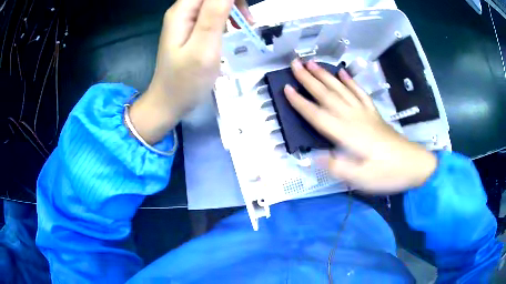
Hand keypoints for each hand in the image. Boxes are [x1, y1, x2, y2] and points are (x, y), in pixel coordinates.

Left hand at [129, 0, 239, 144]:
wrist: (168, 104)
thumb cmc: (185, 81)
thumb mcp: (203, 47)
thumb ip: (215, 14)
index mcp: (182, 11)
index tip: (245, 11)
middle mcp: (182, 11)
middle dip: (234, 1)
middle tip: (248, 21)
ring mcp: (186, 20)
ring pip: (215, 2)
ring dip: (233, 8)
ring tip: (245, 26)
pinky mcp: (191, 29)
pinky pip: (213, 13)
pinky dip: (227, 17)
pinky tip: (233, 30)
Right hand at [284, 59, 436, 192]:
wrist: (413, 164)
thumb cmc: (387, 174)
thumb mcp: (361, 179)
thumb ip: (338, 166)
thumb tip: (315, 156)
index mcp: (348, 134)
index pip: (318, 115)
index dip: (300, 102)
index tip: (285, 88)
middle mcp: (354, 118)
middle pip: (328, 95)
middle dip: (309, 79)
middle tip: (294, 64)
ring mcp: (365, 113)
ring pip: (341, 89)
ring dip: (325, 75)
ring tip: (312, 63)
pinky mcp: (374, 113)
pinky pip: (360, 93)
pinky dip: (350, 81)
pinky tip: (343, 72)